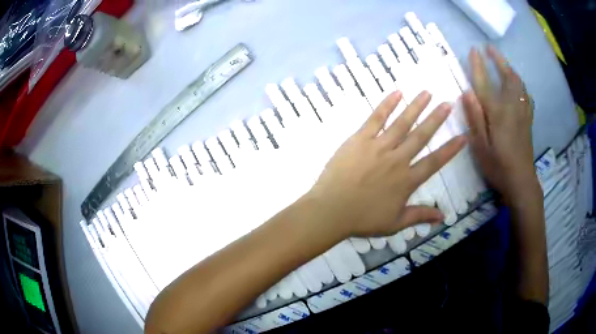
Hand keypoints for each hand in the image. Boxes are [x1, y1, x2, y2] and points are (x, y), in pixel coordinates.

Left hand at [307, 90, 466, 236]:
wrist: (331, 211)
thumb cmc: (363, 219)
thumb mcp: (395, 223)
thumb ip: (420, 216)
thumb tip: (443, 217)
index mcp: (407, 181)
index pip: (434, 162)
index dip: (450, 149)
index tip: (463, 136)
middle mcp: (397, 160)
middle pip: (421, 136)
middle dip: (436, 119)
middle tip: (447, 104)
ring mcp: (379, 147)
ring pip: (402, 123)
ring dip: (416, 106)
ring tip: (427, 93)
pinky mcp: (360, 139)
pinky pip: (376, 118)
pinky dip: (387, 105)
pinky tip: (397, 93)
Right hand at [464, 46, 539, 202]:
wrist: (521, 181)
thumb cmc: (498, 166)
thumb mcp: (480, 146)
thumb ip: (475, 117)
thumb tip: (466, 92)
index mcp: (498, 112)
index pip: (485, 82)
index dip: (478, 65)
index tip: (474, 50)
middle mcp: (512, 107)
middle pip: (507, 77)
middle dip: (498, 60)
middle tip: (490, 49)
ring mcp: (523, 112)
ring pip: (519, 83)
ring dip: (510, 69)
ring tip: (503, 62)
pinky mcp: (528, 119)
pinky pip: (526, 95)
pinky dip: (521, 84)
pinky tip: (518, 85)